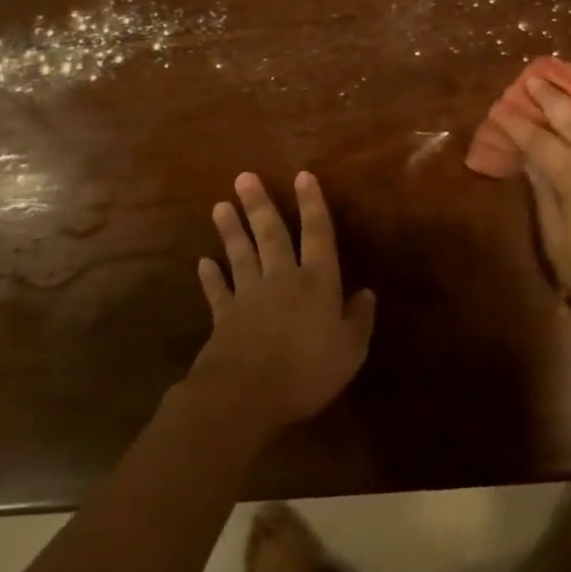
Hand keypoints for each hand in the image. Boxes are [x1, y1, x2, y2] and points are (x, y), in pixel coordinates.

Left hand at [189, 171, 375, 436]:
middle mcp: (282, 278)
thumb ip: (359, 320)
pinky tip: (203, 262)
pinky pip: (217, 291)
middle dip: (260, 205)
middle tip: (244, 178)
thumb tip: (367, 292)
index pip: (317, 234)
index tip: (303, 175)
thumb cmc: (306, 371)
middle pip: (271, 235)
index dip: (312, 204)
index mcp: (317, 282)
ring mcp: (249, 296)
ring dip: (231, 230)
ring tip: (220, 205)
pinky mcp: (224, 318)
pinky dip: (211, 277)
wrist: (245, 396)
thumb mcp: (350, 351)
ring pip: (241, 255)